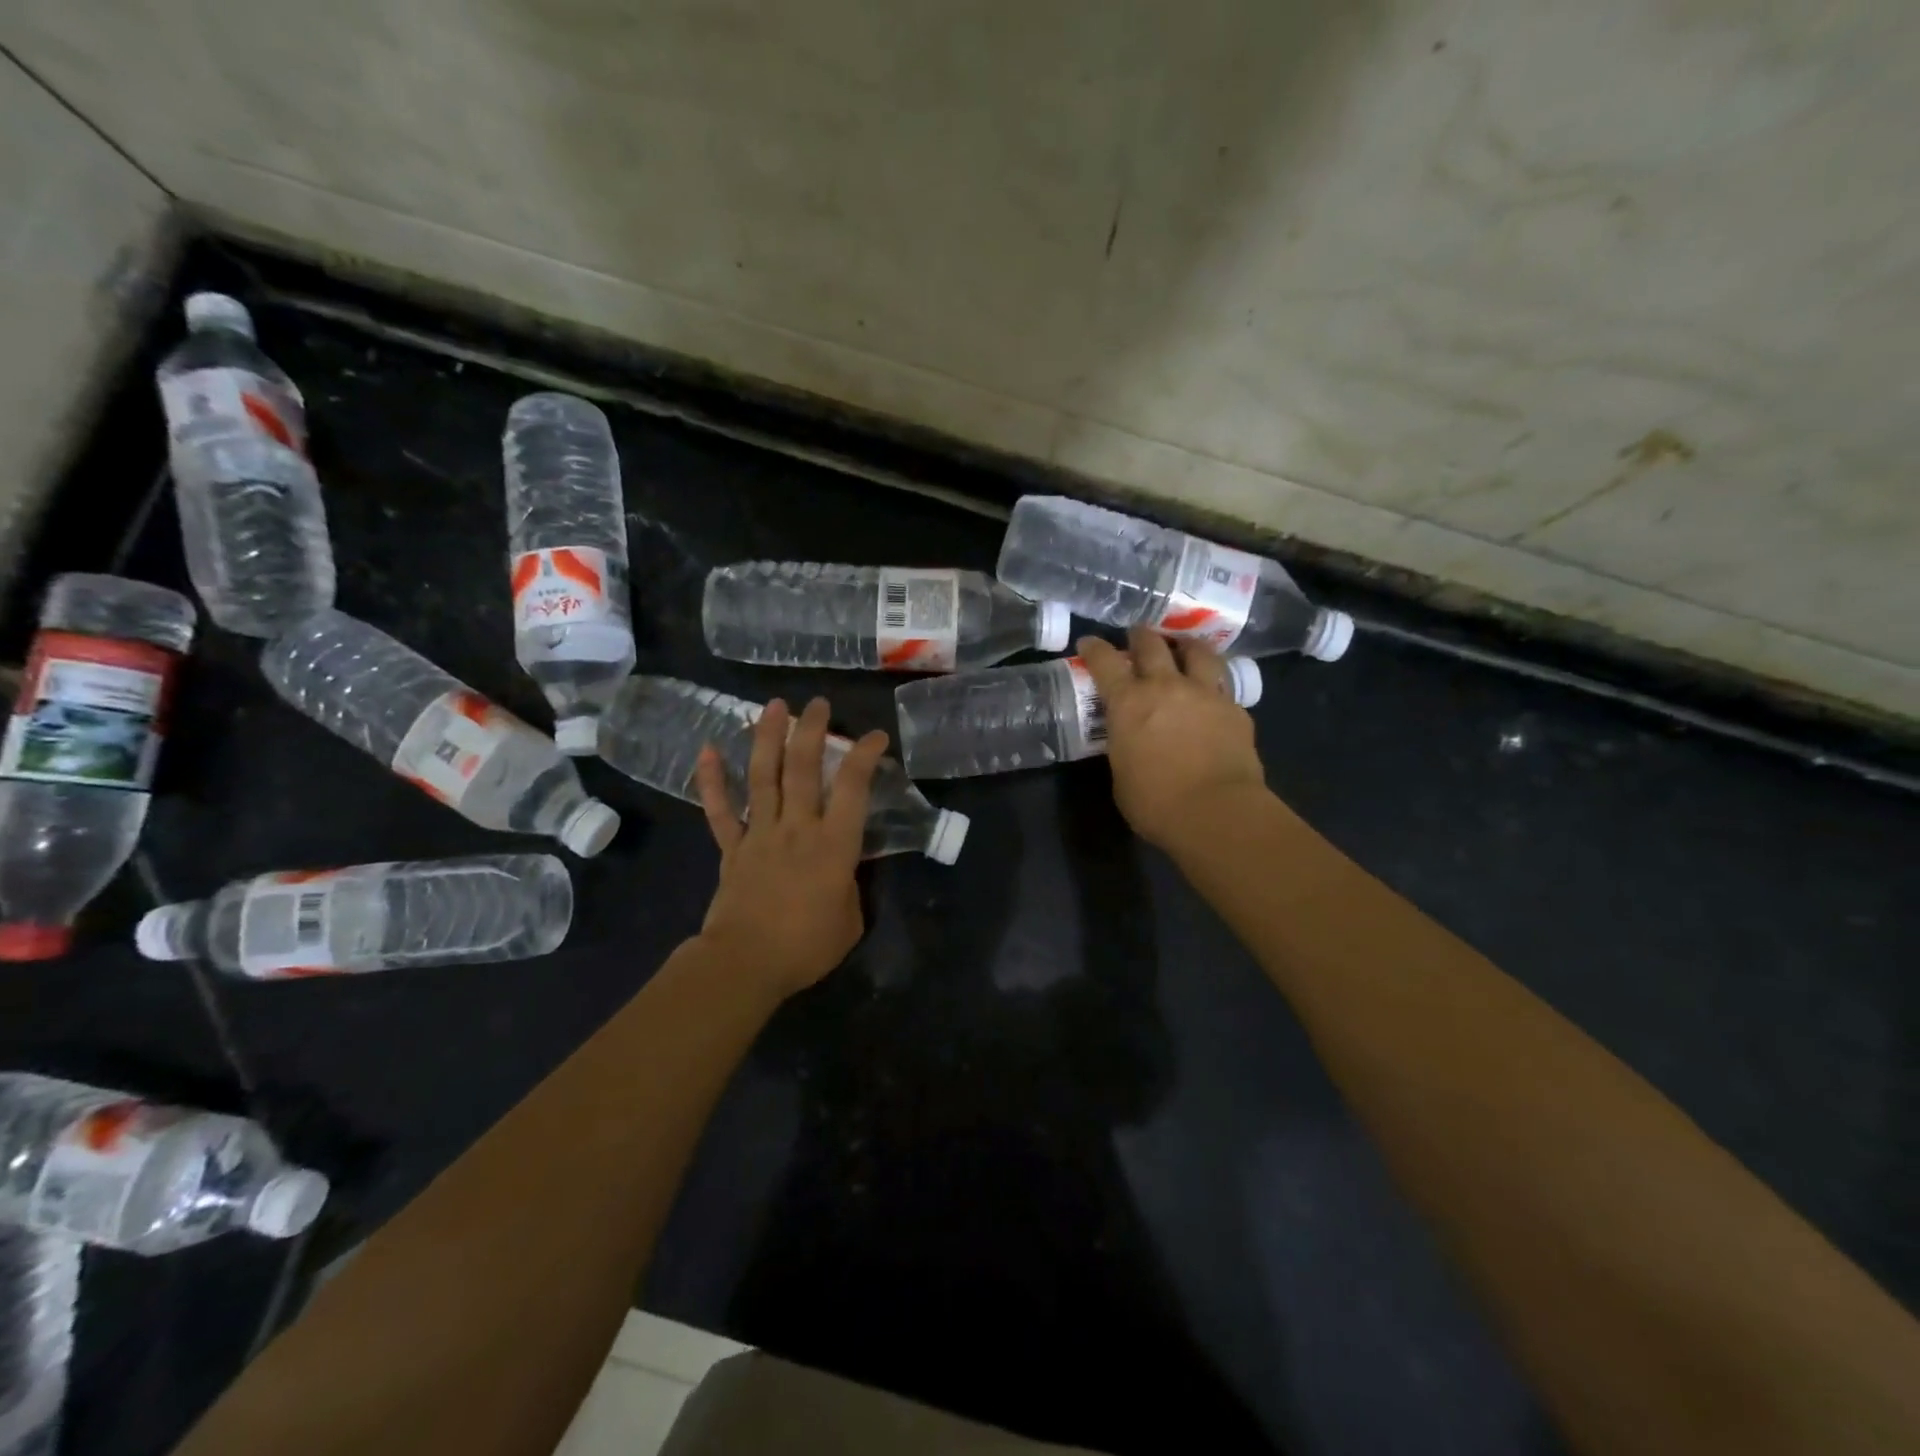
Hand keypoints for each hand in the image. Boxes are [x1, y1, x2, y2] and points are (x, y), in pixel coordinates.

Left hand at [693, 697, 886, 997]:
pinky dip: (712, 780)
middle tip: (818, 704)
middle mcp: (797, 827)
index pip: (854, 787)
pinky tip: (707, 750)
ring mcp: (760, 834)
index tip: (875, 736)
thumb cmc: (807, 946)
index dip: (865, 755)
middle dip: (812, 730)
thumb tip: (842, 869)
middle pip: (804, 768)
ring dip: (767, 737)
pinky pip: (720, 810)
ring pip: (764, 776)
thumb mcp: (851, 918)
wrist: (746, 964)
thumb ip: (850, 884)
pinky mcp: (732, 848)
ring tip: (772, 705)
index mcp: (834, 844)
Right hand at [1076, 628, 1267, 850]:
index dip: (1094, 648)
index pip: (1105, 662)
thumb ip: (1123, 745)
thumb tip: (1129, 739)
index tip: (1088, 643)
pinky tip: (1211, 695)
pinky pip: (1222, 685)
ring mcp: (1205, 693)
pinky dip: (1213, 684)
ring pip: (1198, 651)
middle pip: (1152, 644)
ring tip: (1183, 648)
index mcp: (1129, 702)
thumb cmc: (1155, 802)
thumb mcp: (1121, 773)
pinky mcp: (1235, 709)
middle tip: (1137, 637)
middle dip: (1141, 636)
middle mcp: (1166, 686)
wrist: (1216, 812)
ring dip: (1186, 645)